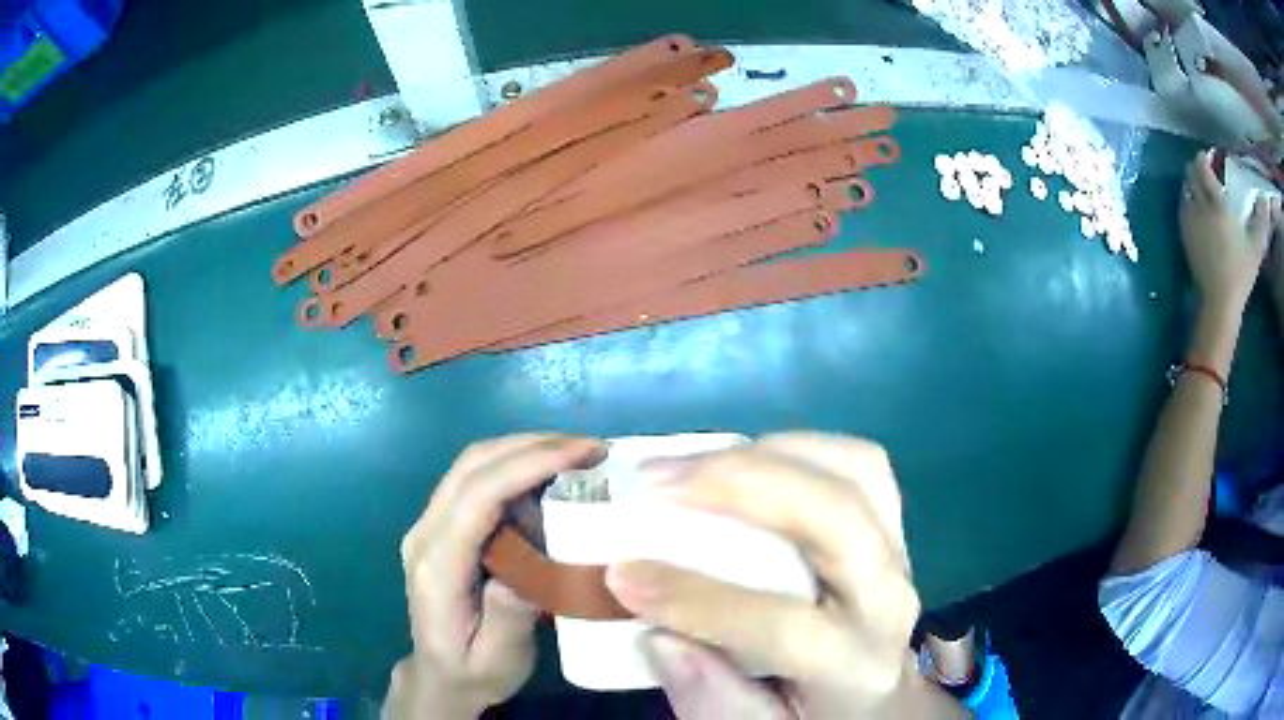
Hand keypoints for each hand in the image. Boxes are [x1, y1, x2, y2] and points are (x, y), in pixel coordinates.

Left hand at [384, 434, 604, 719]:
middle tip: (591, 448)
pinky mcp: (442, 526)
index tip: (583, 453)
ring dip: (524, 450)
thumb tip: (526, 572)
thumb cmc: (472, 671)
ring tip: (578, 456)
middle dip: (532, 445)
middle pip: (472, 466)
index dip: (528, 464)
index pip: (477, 496)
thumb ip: (507, 619)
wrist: (440, 676)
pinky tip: (550, 479)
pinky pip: (476, 481)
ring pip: (472, 465)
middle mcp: (425, 533)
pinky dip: (515, 468)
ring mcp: (429, 525)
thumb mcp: (496, 660)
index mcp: (436, 565)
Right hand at [606, 433, 964, 718]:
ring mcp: (898, 551)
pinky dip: (799, 449)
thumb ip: (713, 701)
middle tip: (657, 480)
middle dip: (742, 485)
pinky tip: (748, 462)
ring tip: (696, 464)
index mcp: (857, 664)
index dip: (697, 598)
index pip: (782, 624)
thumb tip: (660, 638)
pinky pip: (857, 464)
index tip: (619, 574)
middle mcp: (889, 597)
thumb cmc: (816, 716)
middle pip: (836, 517)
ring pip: (855, 470)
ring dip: (771, 453)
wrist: (882, 697)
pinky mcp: (889, 525)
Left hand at [1179, 150, 1280, 313]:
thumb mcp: (1256, 244)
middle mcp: (1199, 205)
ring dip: (1192, 183)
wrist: (1221, 300)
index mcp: (1216, 202)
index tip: (1212, 157)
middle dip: (1197, 167)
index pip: (1201, 166)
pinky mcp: (1184, 235)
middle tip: (1208, 171)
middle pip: (1190, 173)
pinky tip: (1198, 209)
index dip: (1204, 157)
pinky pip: (1183, 207)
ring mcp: (1189, 220)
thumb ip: (1262, 218)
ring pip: (1185, 188)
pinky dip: (1189, 200)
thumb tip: (1265, 198)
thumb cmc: (1241, 271)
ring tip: (1204, 189)